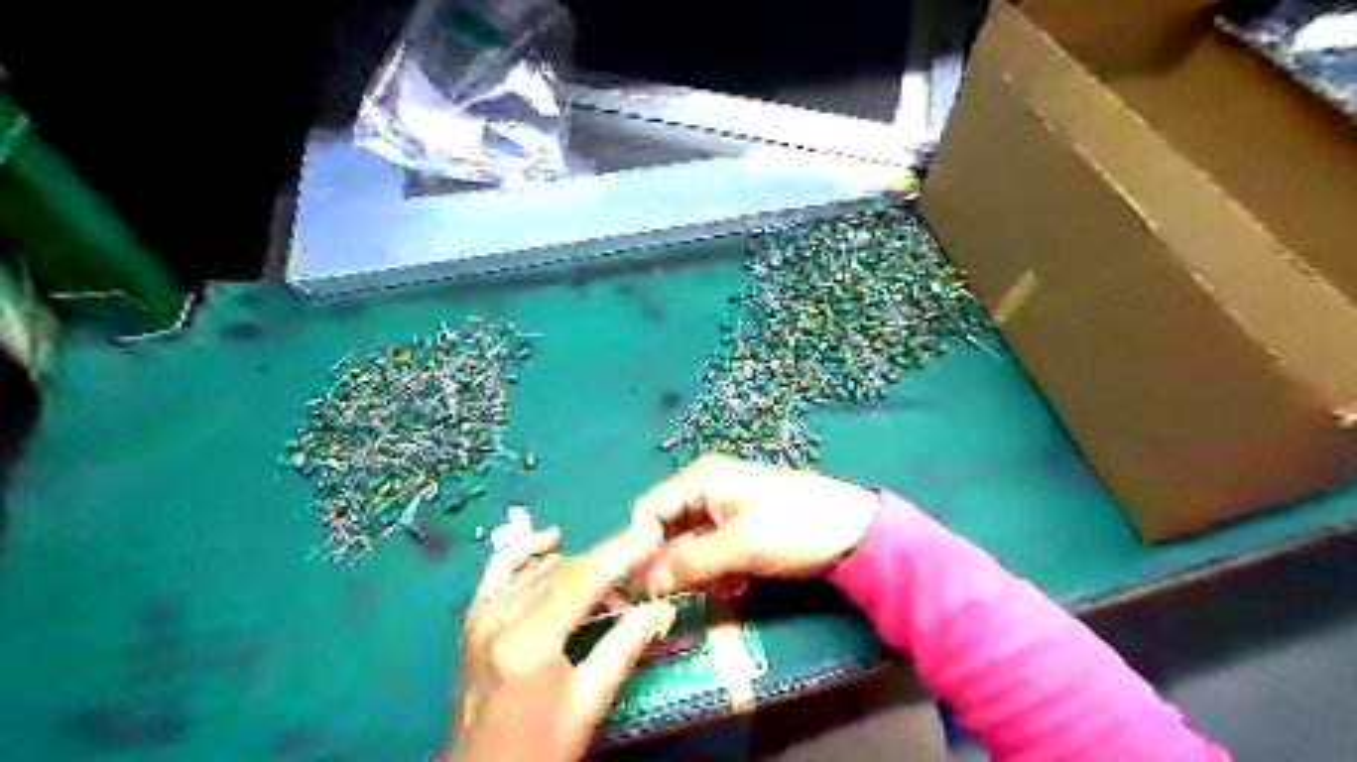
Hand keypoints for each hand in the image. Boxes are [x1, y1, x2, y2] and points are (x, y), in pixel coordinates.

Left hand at [444, 528, 675, 758]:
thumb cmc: (536, 750)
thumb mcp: (586, 705)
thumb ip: (622, 648)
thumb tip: (658, 607)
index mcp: (529, 641)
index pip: (584, 577)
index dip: (621, 551)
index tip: (653, 534)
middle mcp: (501, 617)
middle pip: (564, 569)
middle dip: (607, 565)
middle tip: (641, 576)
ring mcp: (482, 615)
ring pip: (540, 569)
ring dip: (579, 569)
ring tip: (609, 592)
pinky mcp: (472, 620)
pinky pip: (499, 569)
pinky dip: (526, 551)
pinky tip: (551, 541)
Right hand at [626, 454, 880, 597]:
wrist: (855, 532)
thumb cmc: (795, 527)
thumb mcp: (740, 546)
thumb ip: (690, 563)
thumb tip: (647, 585)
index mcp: (701, 480)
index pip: (649, 509)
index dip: (637, 545)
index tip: (635, 585)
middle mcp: (705, 490)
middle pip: (664, 527)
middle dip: (664, 563)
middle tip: (662, 600)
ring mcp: (723, 510)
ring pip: (686, 544)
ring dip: (690, 570)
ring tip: (706, 592)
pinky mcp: (738, 530)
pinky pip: (709, 552)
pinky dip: (712, 571)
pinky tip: (730, 586)